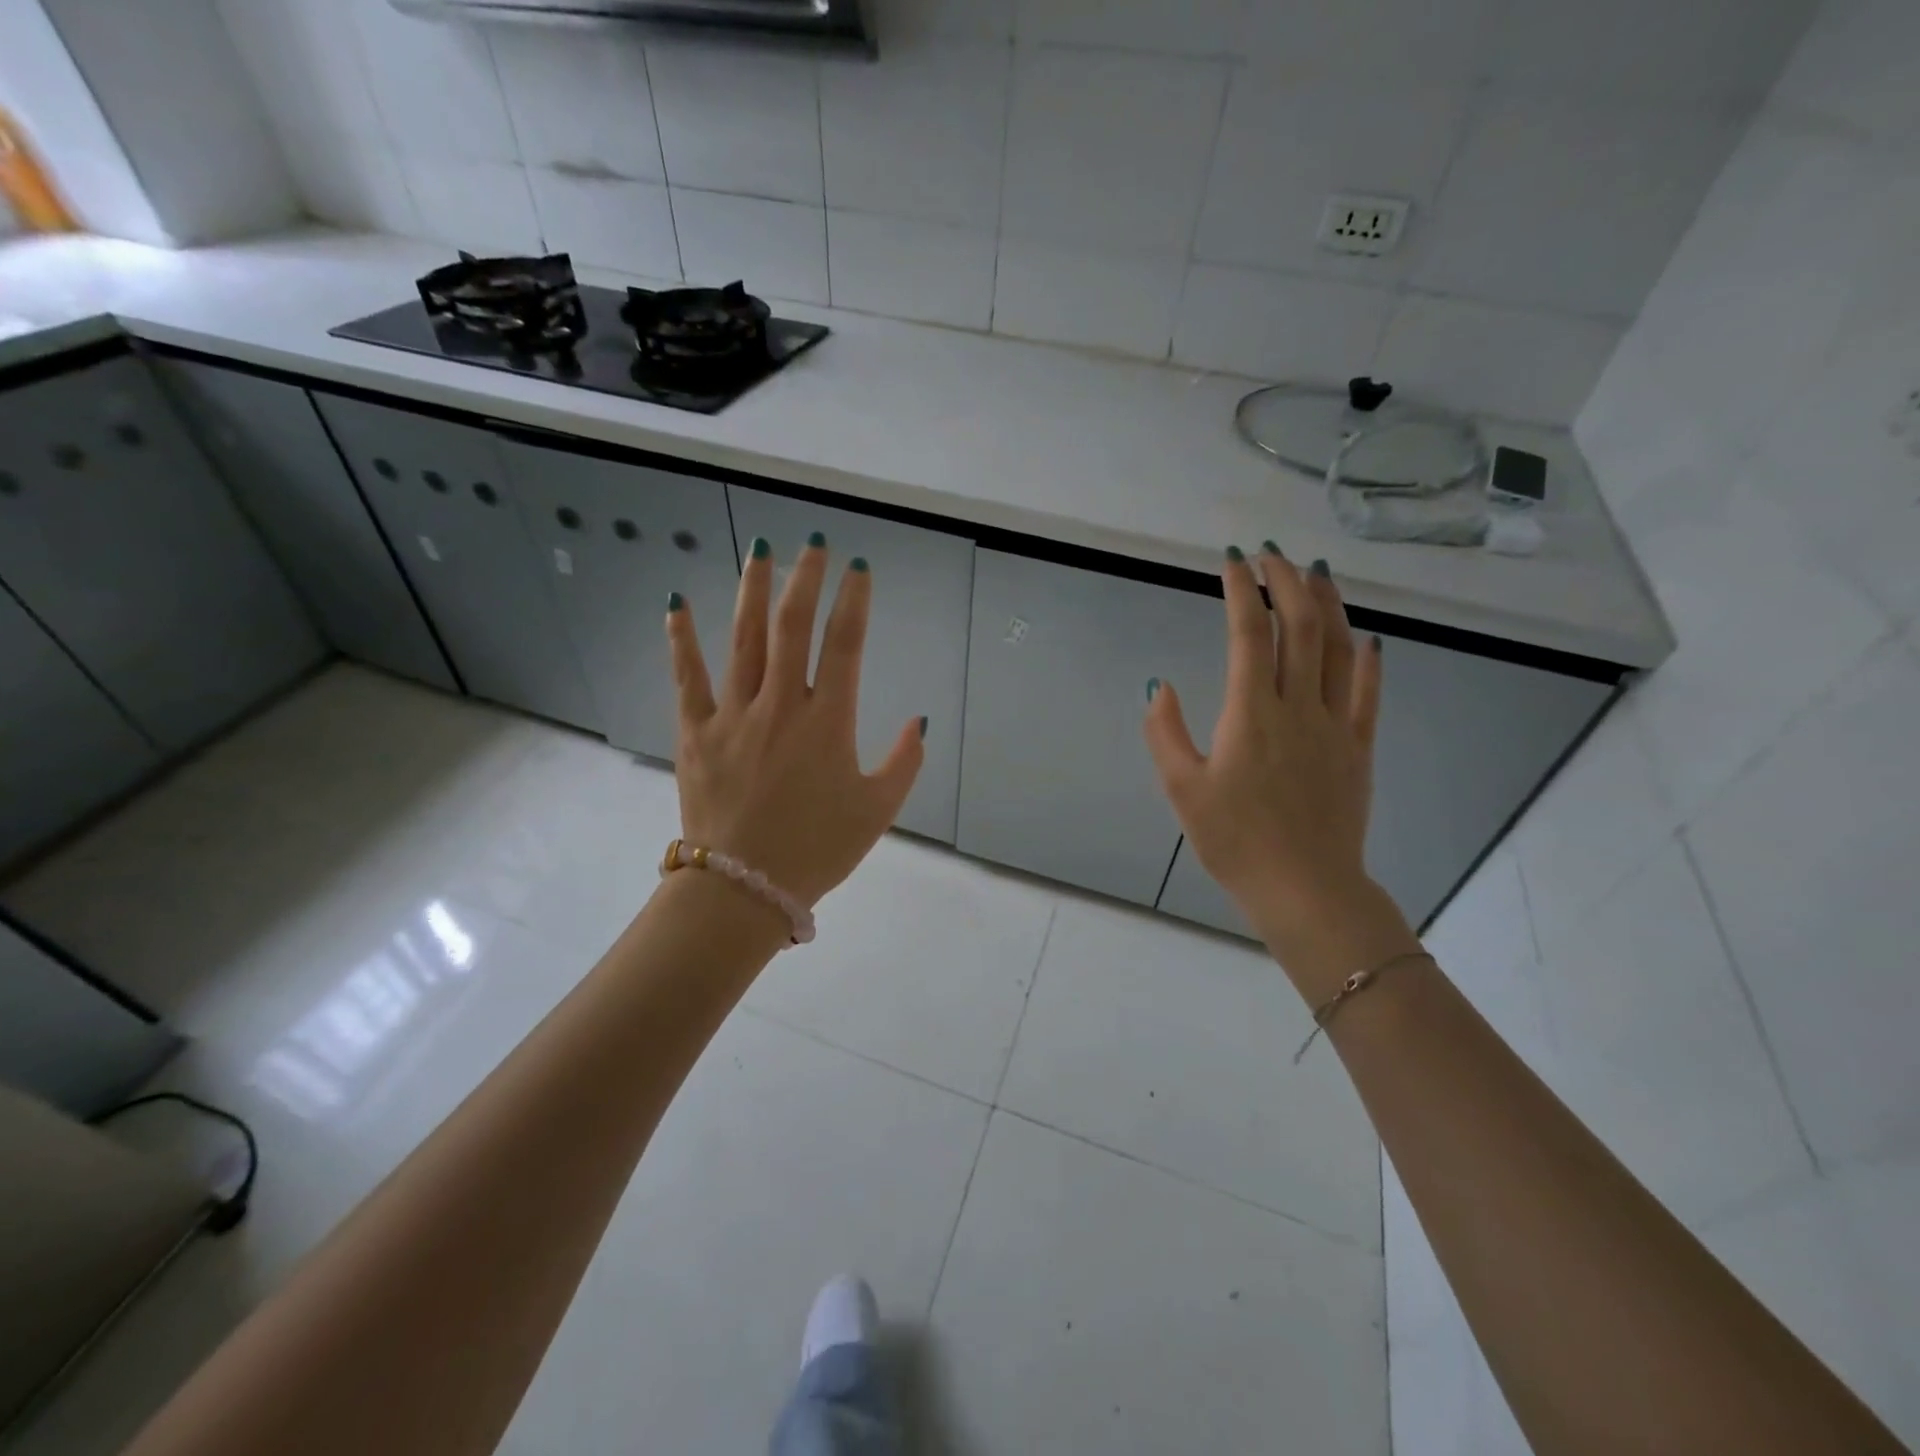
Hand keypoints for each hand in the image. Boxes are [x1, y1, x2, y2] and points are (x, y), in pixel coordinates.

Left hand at [665, 534, 923, 908]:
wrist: (744, 887)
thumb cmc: (818, 850)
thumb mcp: (877, 810)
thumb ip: (904, 762)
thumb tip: (917, 720)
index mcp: (827, 722)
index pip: (844, 644)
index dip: (854, 600)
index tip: (859, 567)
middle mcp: (781, 705)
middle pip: (793, 627)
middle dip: (805, 579)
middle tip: (812, 544)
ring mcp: (734, 714)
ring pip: (744, 639)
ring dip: (753, 591)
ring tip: (759, 550)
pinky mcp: (696, 732)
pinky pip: (688, 677)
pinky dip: (682, 638)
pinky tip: (677, 601)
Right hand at [1144, 546, 1411, 980]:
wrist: (1305, 888)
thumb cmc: (1234, 841)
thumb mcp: (1182, 789)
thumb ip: (1166, 733)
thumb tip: (1158, 685)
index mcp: (1250, 714)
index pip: (1249, 634)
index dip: (1241, 590)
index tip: (1232, 560)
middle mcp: (1297, 706)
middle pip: (1300, 626)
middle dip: (1286, 582)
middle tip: (1272, 554)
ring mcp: (1335, 724)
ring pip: (1339, 648)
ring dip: (1329, 604)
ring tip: (1316, 573)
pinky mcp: (1359, 747)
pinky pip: (1368, 691)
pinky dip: (1368, 656)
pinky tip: (1366, 634)